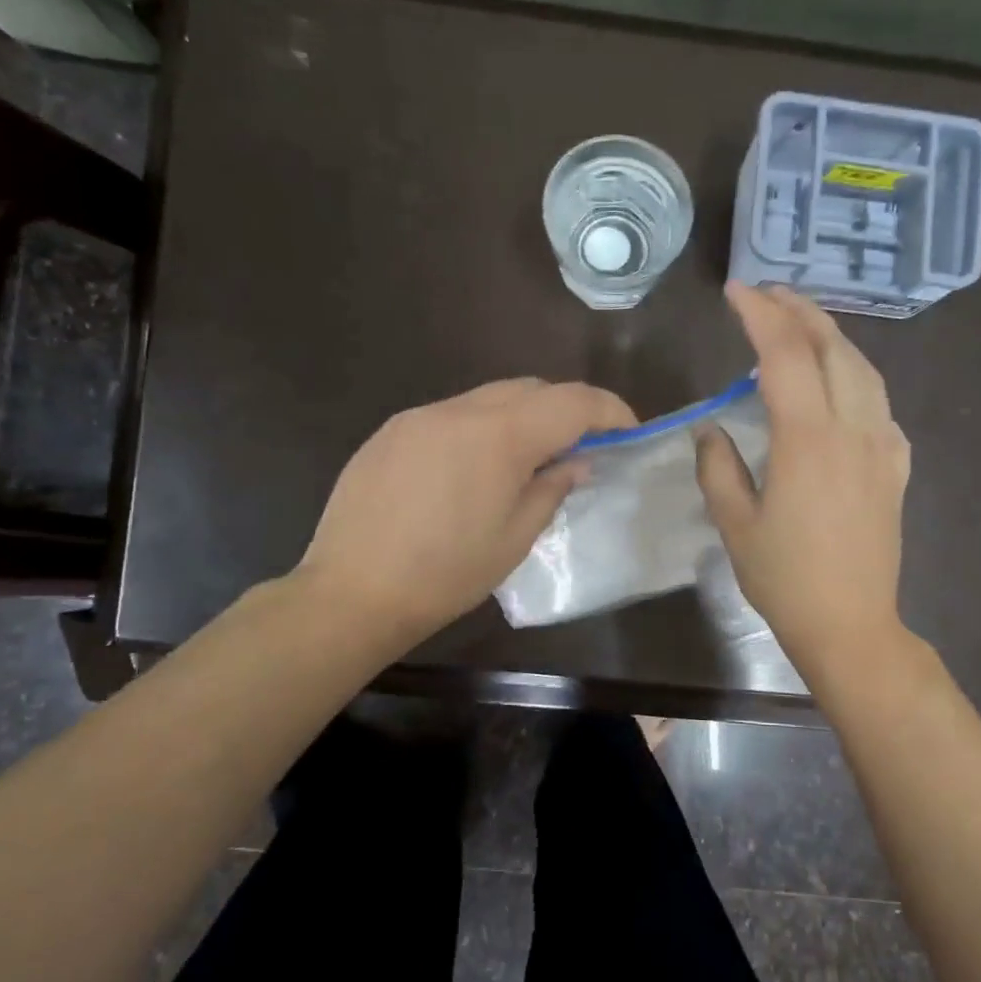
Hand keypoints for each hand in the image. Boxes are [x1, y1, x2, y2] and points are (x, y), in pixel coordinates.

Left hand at [296, 378, 635, 648]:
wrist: (352, 592)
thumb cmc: (446, 575)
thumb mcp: (514, 538)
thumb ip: (551, 488)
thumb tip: (576, 462)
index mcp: (499, 437)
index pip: (572, 401)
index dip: (609, 410)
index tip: (628, 431)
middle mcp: (460, 411)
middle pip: (531, 389)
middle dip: (565, 410)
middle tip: (580, 449)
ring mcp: (420, 416)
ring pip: (489, 398)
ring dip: (521, 418)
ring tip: (527, 461)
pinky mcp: (392, 431)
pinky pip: (452, 415)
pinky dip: (480, 429)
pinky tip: (473, 471)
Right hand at [697, 283, 911, 678]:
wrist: (851, 624)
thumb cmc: (785, 579)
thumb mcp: (735, 524)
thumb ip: (718, 467)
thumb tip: (712, 429)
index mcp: (807, 439)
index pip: (784, 354)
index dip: (759, 314)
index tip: (735, 292)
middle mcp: (853, 429)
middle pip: (833, 347)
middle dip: (799, 310)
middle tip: (768, 294)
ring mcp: (884, 446)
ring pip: (864, 368)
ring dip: (831, 337)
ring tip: (801, 326)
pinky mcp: (897, 466)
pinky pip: (879, 404)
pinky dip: (855, 377)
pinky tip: (838, 386)